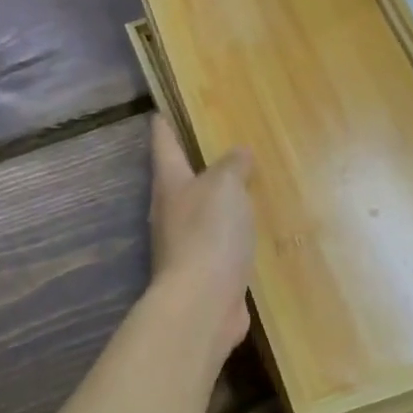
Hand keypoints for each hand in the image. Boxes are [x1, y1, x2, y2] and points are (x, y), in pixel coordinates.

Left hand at [149, 116, 254, 352]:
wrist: (202, 303)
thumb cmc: (208, 233)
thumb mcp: (225, 185)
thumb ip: (233, 165)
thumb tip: (239, 154)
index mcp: (169, 183)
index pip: (163, 143)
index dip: (164, 124)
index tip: (162, 109)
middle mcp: (170, 211)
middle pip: (178, 178)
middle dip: (193, 161)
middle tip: (218, 142)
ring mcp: (183, 243)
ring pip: (199, 211)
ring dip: (216, 198)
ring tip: (242, 183)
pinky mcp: (203, 270)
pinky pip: (218, 240)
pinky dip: (231, 230)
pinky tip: (250, 229)